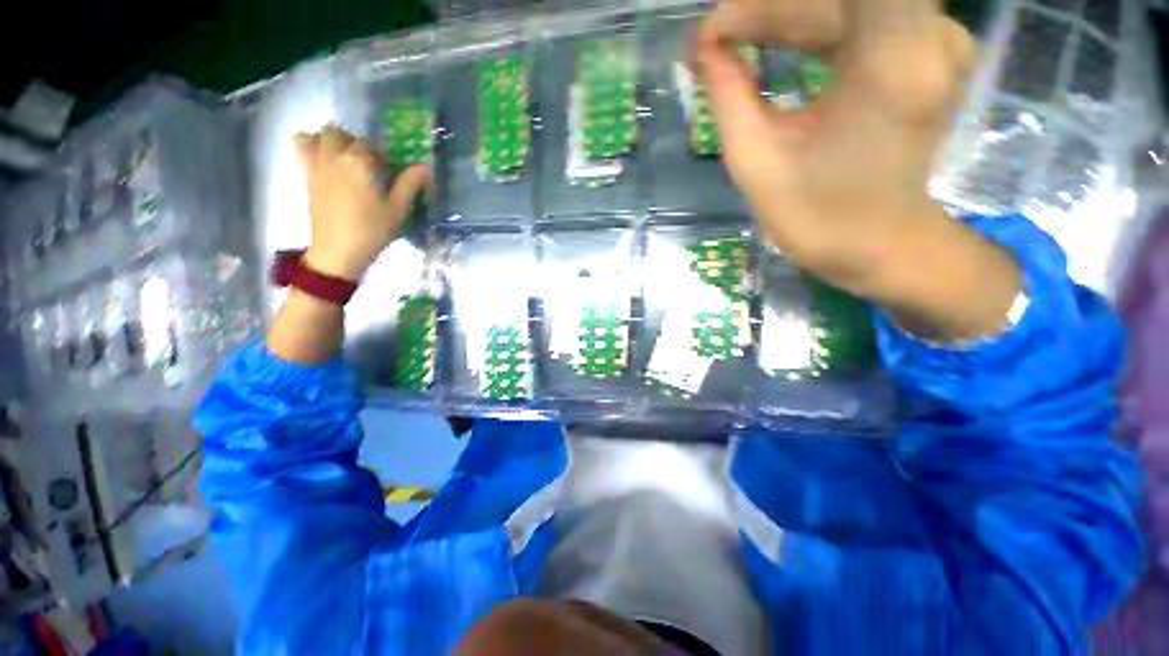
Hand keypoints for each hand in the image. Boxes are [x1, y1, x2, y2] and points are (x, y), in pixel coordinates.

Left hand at [295, 126, 431, 280]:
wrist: (339, 251)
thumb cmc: (372, 230)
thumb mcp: (398, 210)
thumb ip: (409, 184)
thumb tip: (424, 167)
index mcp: (358, 162)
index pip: (369, 145)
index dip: (380, 157)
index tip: (387, 174)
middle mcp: (333, 157)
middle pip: (337, 133)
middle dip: (352, 142)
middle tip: (365, 163)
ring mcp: (315, 166)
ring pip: (314, 136)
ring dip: (328, 142)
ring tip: (342, 160)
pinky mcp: (306, 177)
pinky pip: (301, 150)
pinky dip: (311, 149)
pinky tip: (327, 167)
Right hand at [695, 0, 974, 283]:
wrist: (877, 244)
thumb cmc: (814, 216)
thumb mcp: (756, 160)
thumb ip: (728, 95)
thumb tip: (705, 46)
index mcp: (890, 63)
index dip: (768, 5)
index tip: (720, 33)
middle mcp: (927, 34)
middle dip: (765, 12)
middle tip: (711, 43)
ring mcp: (935, 39)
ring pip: (844, 5)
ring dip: (784, 17)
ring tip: (732, 43)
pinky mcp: (927, 50)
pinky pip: (861, 18)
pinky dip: (811, 27)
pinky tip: (772, 44)